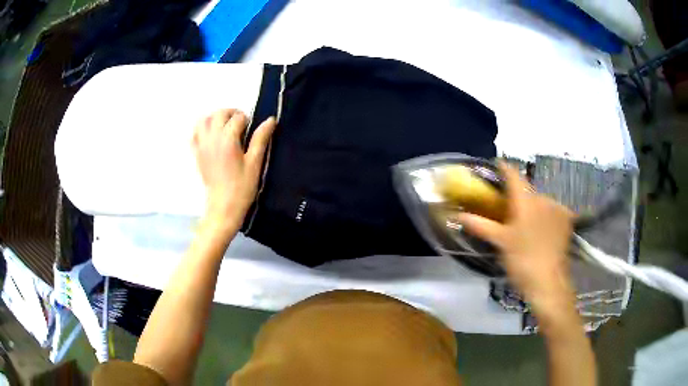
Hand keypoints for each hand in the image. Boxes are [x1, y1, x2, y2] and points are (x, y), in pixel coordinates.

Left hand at [192, 109, 275, 227]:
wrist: (223, 207)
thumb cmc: (242, 187)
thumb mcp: (255, 163)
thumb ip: (260, 139)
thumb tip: (270, 119)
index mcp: (228, 140)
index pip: (238, 118)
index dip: (248, 120)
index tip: (252, 129)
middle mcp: (212, 138)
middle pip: (219, 113)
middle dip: (231, 113)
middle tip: (241, 123)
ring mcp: (202, 146)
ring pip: (204, 120)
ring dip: (215, 118)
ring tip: (225, 126)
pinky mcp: (196, 154)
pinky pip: (194, 134)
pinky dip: (202, 129)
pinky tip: (211, 135)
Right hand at [456, 162, 575, 315]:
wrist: (548, 283)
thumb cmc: (522, 260)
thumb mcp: (500, 243)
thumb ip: (480, 225)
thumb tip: (458, 215)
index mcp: (526, 200)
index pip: (513, 175)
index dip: (504, 168)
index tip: (496, 166)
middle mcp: (544, 198)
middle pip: (527, 190)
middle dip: (517, 195)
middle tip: (507, 208)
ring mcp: (558, 208)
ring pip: (541, 201)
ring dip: (532, 206)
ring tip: (525, 223)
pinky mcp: (567, 220)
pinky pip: (552, 210)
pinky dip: (545, 214)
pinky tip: (542, 228)